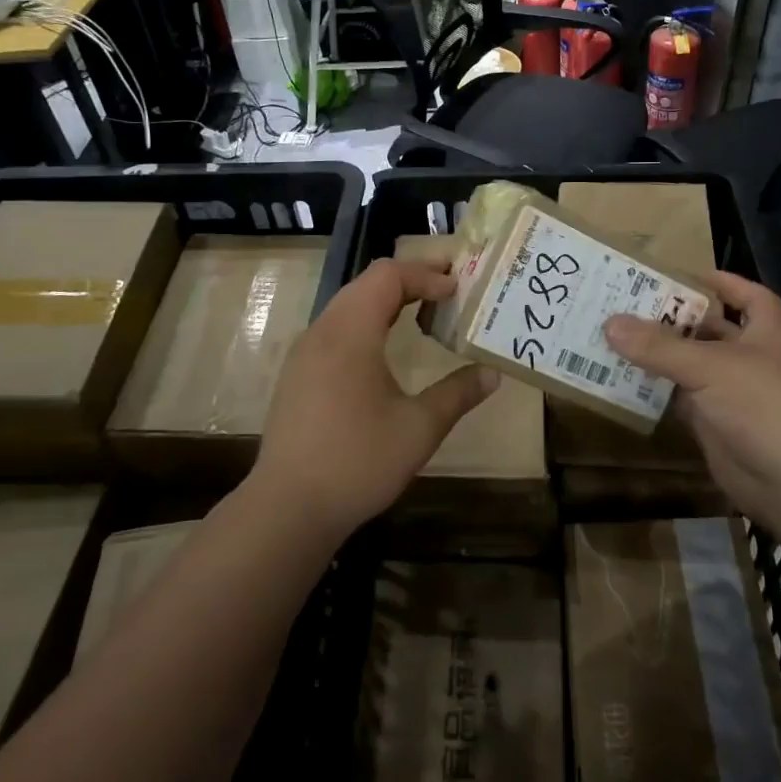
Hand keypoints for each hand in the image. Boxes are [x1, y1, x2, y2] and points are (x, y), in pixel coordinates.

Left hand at [250, 259, 498, 537]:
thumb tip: (492, 374)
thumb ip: (458, 393)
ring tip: (423, 311)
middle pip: (366, 283)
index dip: (426, 274)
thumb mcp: (419, 428)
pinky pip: (336, 328)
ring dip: (386, 300)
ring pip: (348, 305)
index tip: (458, 289)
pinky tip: (385, 349)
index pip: (388, 276)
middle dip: (409, 279)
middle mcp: (322, 332)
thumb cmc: (358, 461)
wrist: (288, 507)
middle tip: (448, 288)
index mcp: (350, 333)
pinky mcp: (298, 375)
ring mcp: (304, 353)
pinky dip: (367, 321)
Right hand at [604, 270, 780, 526]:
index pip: (748, 296)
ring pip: (692, 366)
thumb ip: (659, 345)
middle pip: (711, 330)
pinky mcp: (716, 423)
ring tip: (616, 336)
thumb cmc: (762, 403)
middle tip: (629, 304)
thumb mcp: (709, 365)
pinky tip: (624, 378)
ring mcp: (733, 393)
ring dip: (661, 355)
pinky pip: (681, 399)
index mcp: (766, 331)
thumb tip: (609, 323)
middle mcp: (751, 357)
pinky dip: (657, 390)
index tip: (685, 275)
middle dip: (676, 319)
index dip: (723, 282)